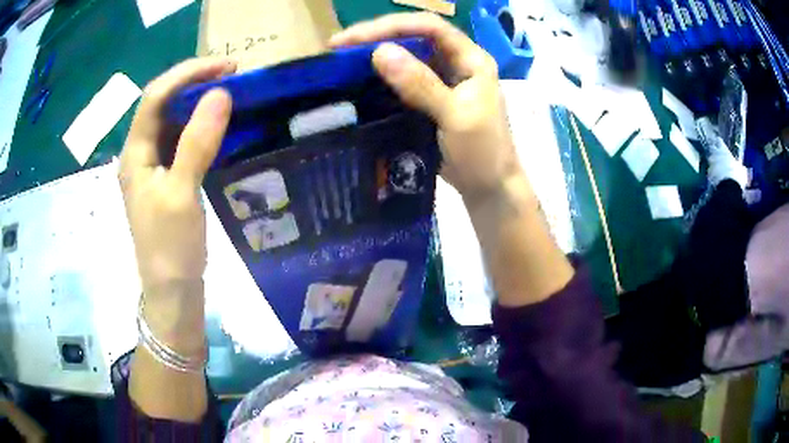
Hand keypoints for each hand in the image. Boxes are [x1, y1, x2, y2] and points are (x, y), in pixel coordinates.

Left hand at [119, 58, 233, 298]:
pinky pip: (181, 140)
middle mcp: (139, 153)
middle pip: (162, 103)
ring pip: (172, 120)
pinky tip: (218, 125)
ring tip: (229, 93)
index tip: (226, 66)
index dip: (188, 74)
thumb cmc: (170, 247)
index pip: (156, 96)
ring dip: (198, 102)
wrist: (171, 291)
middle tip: (231, 76)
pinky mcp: (166, 178)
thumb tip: (220, 94)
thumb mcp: (181, 194)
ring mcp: (152, 166)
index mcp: (134, 153)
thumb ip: (196, 142)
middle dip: (194, 82)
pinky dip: (200, 126)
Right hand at [330, 13, 524, 204]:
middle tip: (338, 48)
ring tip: (342, 60)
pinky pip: (403, 79)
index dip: (390, 26)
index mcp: (471, 59)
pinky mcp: (431, 97)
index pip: (430, 27)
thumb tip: (380, 52)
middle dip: (377, 37)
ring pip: (407, 56)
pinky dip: (382, 77)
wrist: (490, 187)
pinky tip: (360, 80)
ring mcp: (444, 80)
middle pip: (415, 36)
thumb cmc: (482, 153)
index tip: (352, 39)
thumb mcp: (455, 116)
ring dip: (376, 55)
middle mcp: (457, 62)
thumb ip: (421, 84)